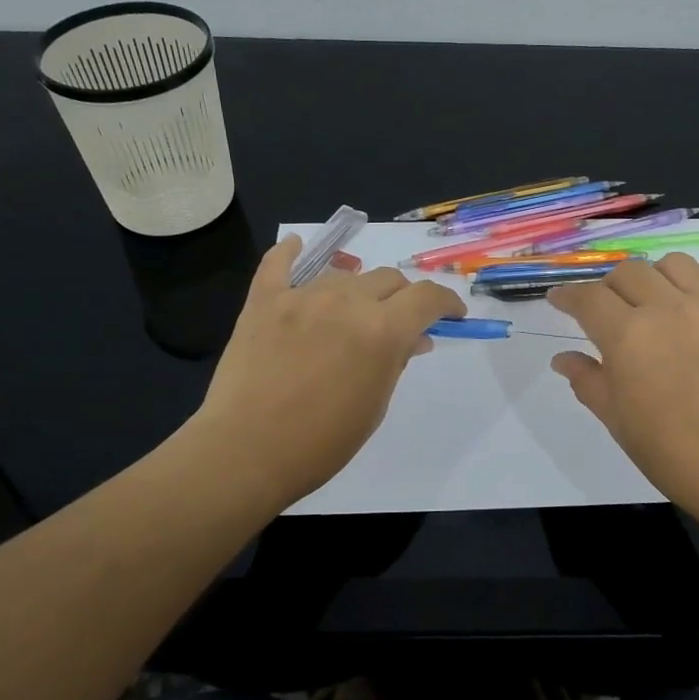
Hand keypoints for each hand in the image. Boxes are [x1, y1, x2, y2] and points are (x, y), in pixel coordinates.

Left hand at [188, 236, 464, 509]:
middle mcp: (346, 301)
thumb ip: (396, 361)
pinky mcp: (264, 301)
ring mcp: (302, 296)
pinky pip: (278, 264)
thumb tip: (413, 339)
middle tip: (399, 322)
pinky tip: (297, 247)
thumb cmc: (322, 442)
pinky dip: (290, 254)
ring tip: (351, 314)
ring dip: (358, 291)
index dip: (446, 302)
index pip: (427, 297)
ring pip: (344, 276)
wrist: (246, 452)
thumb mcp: (375, 405)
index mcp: (382, 329)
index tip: (452, 314)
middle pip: (388, 280)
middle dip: (403, 298)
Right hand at [547, 256, 698, 529]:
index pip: (588, 298)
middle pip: (630, 271)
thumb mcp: (617, 420)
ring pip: (678, 263)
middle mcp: (668, 309)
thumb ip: (588, 381)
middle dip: (610, 285)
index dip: (568, 296)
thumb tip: (563, 359)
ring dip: (658, 274)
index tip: (559, 299)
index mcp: (627, 335)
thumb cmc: (672, 453)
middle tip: (609, 309)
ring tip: (656, 297)